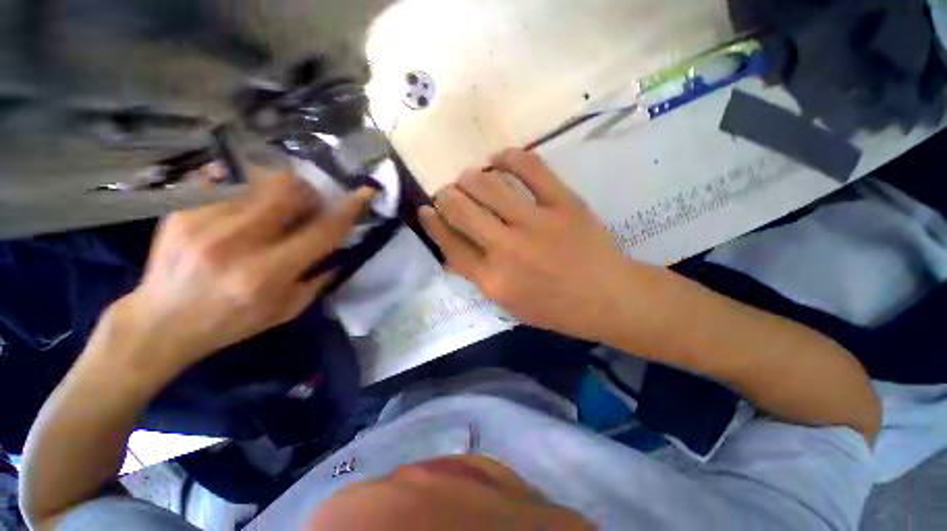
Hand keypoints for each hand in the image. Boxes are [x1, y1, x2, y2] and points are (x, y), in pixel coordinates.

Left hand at [117, 172, 374, 365]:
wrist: (161, 321)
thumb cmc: (232, 321)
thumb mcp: (288, 308)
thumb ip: (319, 274)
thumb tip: (341, 243)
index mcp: (266, 274)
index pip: (321, 231)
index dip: (348, 210)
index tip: (365, 194)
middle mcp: (235, 243)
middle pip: (289, 191)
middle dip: (311, 194)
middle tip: (309, 206)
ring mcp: (203, 220)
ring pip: (261, 179)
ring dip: (281, 190)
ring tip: (276, 207)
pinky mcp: (181, 209)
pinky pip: (230, 182)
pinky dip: (250, 190)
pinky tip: (244, 208)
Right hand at [419, 149, 633, 341]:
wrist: (608, 298)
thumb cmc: (556, 308)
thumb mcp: (510, 304)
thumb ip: (479, 276)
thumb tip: (453, 249)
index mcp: (493, 280)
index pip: (450, 244)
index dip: (432, 223)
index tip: (425, 209)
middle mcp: (507, 249)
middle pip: (462, 210)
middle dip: (446, 196)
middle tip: (447, 192)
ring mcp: (536, 223)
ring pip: (488, 186)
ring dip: (470, 177)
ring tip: (469, 177)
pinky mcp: (563, 203)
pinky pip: (530, 168)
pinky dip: (509, 158)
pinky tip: (499, 159)